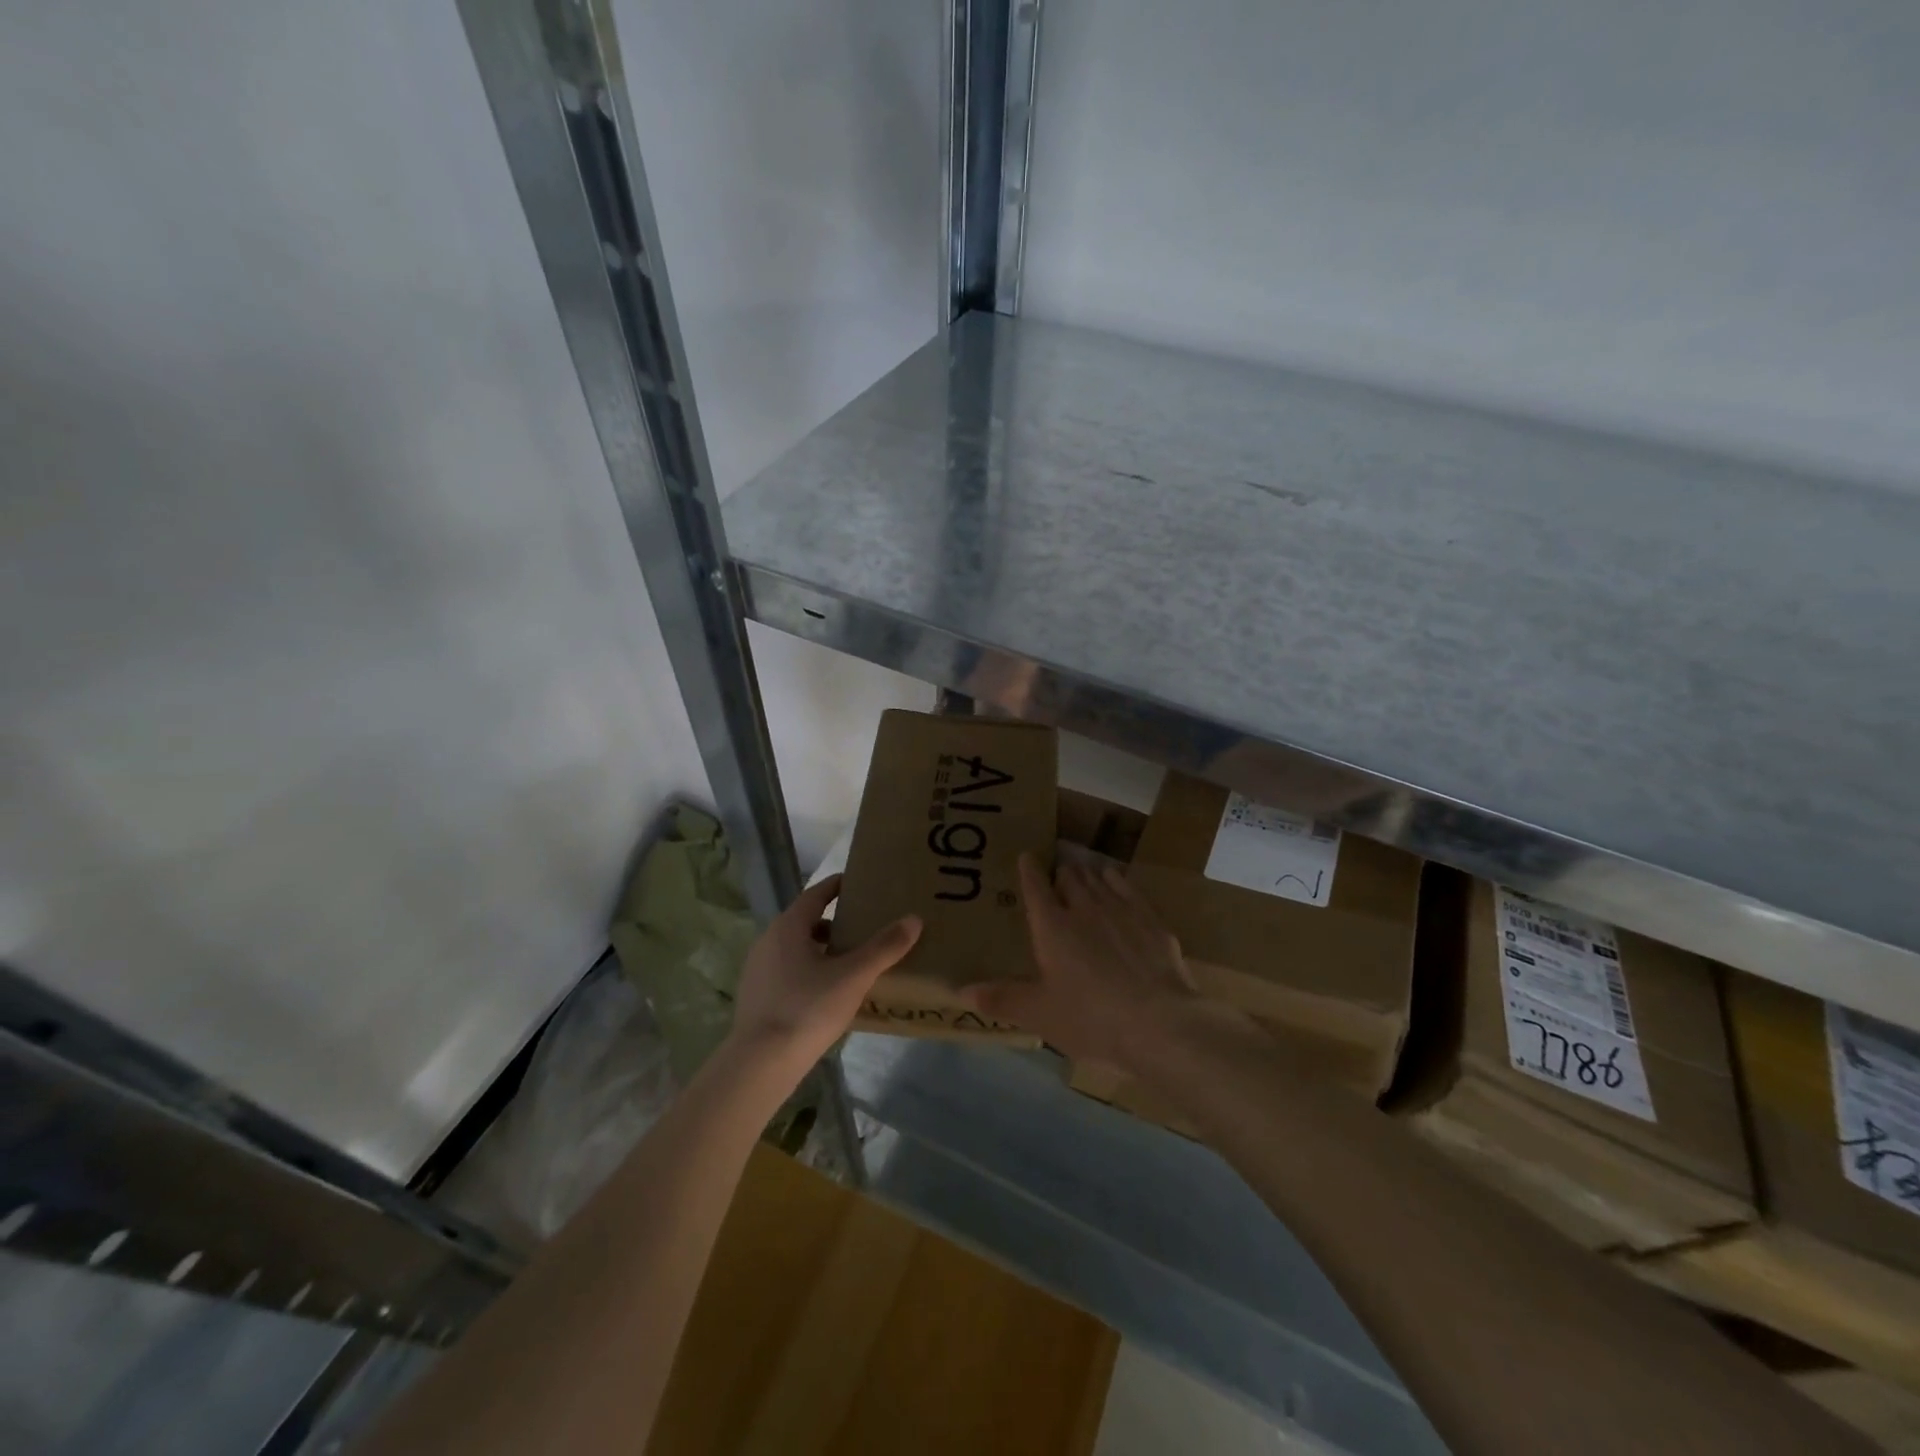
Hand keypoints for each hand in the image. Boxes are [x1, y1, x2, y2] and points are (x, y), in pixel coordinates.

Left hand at [728, 874, 920, 1069]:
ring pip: (797, 947)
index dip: (838, 886)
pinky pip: (788, 970)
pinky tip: (829, 990)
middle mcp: (769, 940)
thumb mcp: (853, 977)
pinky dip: (810, 969)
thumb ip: (884, 947)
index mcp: (788, 926)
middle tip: (865, 925)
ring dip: (823, 947)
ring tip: (852, 959)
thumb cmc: (807, 1009)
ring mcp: (758, 969)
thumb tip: (914, 919)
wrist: (760, 1064)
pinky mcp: (756, 995)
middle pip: (806, 920)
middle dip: (835, 921)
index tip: (860, 884)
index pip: (816, 894)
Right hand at [961, 853, 1197, 1067]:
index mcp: (1052, 927)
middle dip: (1060, 873)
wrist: (1160, 1023)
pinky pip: (1127, 887)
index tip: (1027, 856)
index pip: (1035, 887)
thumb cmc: (1091, 1019)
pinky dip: (1116, 880)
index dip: (1029, 870)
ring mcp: (1120, 909)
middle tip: (1056, 874)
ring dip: (1087, 874)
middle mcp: (1084, 908)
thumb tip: (960, 992)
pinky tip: (1115, 881)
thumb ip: (1001, 999)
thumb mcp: (1040, 1015)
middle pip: (1069, 877)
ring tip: (1082, 873)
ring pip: (1098, 878)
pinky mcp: (1150, 918)